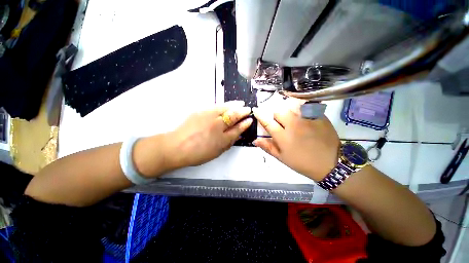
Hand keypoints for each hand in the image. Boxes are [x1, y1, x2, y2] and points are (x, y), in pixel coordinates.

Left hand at [165, 101, 252, 168]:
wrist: (176, 146)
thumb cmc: (197, 153)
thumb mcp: (216, 152)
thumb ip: (228, 143)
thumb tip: (237, 135)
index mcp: (222, 139)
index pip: (237, 129)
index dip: (245, 124)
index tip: (250, 120)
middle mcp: (217, 126)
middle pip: (233, 116)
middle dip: (242, 112)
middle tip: (248, 109)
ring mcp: (209, 117)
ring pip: (225, 108)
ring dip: (235, 105)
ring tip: (241, 104)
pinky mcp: (201, 111)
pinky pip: (216, 106)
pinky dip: (225, 105)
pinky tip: (228, 104)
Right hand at [253, 106, 339, 181]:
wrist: (330, 164)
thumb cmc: (302, 163)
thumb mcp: (282, 158)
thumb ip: (268, 147)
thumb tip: (255, 140)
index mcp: (283, 137)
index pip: (267, 122)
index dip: (260, 114)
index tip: (256, 110)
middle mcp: (293, 125)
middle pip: (279, 111)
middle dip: (276, 114)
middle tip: (280, 120)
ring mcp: (307, 119)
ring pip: (292, 106)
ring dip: (288, 109)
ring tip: (291, 116)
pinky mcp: (319, 116)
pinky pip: (307, 106)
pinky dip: (302, 108)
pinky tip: (304, 115)